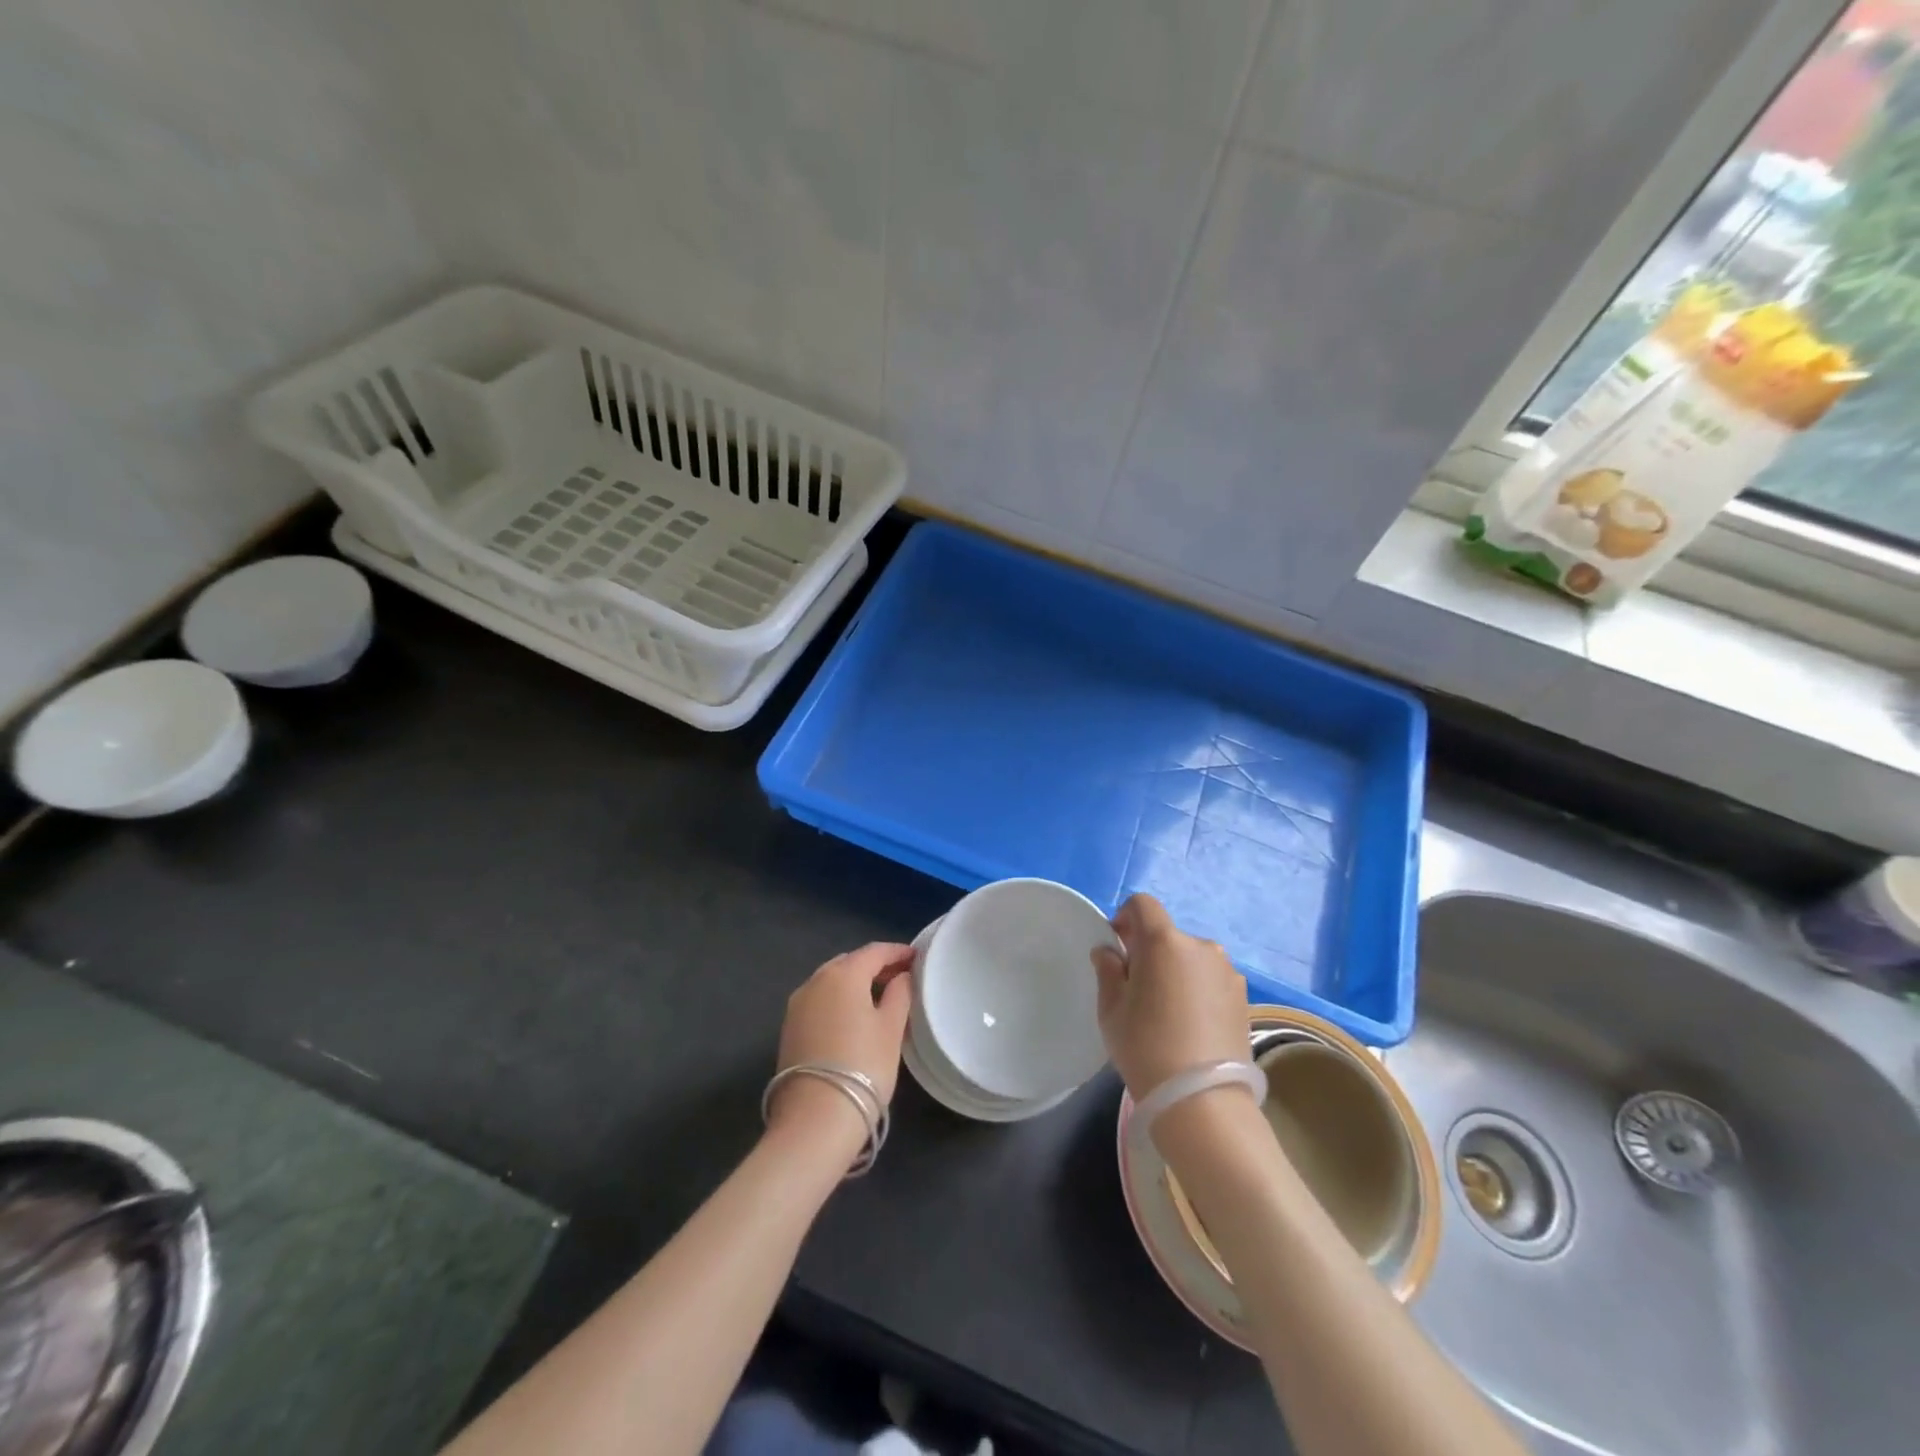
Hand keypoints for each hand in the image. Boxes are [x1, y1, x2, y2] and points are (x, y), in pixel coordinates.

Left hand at [769, 943, 913, 1144]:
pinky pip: (819, 1000)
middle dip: (874, 966)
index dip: (897, 952)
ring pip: (831, 981)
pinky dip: (838, 999)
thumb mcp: (891, 1029)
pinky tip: (853, 1017)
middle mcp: (815, 981)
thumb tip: (902, 976)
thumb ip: (900, 994)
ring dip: (854, 983)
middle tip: (900, 977)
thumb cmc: (863, 1066)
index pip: (874, 951)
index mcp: (843, 974)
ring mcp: (797, 1005)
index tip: (916, 957)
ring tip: (879, 998)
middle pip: (849, 963)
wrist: (814, 1119)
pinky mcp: (789, 1028)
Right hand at [1092, 894, 1249, 1099]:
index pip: (1143, 905)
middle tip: (1137, 989)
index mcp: (1165, 941)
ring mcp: (1228, 972)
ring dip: (1175, 971)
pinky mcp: (1244, 998)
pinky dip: (1196, 990)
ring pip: (1191, 958)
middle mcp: (1201, 946)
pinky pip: (1210, 980)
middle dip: (1149, 951)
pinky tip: (1190, 1026)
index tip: (1117, 948)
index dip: (1125, 918)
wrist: (1203, 1101)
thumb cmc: (1146, 1047)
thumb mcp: (1111, 1009)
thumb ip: (1108, 970)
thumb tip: (1109, 951)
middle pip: (1167, 935)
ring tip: (1167, 1012)